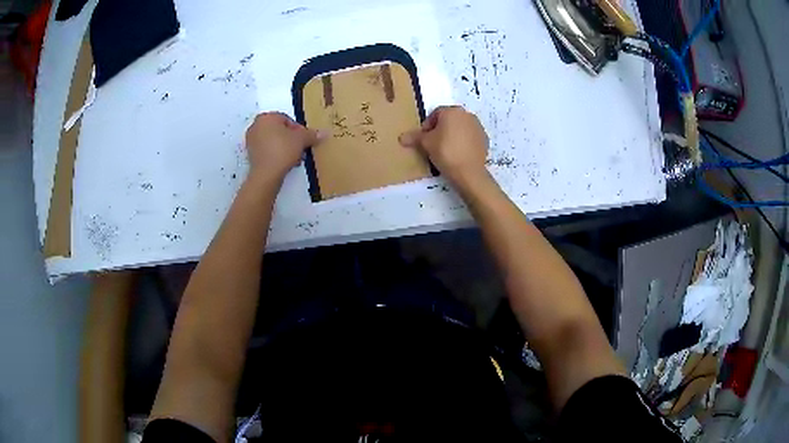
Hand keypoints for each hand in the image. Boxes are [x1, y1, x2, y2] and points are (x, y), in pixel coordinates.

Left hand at [245, 112, 321, 181]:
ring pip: (273, 140)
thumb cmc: (283, 150)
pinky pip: (266, 150)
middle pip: (279, 130)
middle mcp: (256, 125)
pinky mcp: (250, 154)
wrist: (266, 174)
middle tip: (300, 149)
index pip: (287, 120)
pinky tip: (284, 163)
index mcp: (267, 117)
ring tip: (294, 158)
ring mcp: (251, 140)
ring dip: (284, 147)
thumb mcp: (302, 140)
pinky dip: (275, 154)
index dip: (298, 130)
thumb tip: (325, 133)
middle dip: (291, 139)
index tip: (304, 141)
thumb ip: (312, 135)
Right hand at [399, 106, 488, 184]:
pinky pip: (470, 137)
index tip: (424, 139)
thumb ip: (414, 137)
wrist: (469, 172)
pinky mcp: (485, 139)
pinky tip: (458, 154)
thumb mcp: (426, 144)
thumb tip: (401, 137)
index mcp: (452, 111)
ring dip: (452, 135)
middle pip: (449, 120)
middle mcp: (467, 115)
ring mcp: (478, 127)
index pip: (435, 114)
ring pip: (460, 128)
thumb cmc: (445, 152)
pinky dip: (463, 142)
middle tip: (433, 144)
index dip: (427, 126)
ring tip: (445, 150)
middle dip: (440, 129)